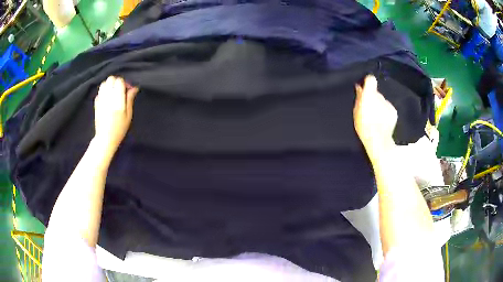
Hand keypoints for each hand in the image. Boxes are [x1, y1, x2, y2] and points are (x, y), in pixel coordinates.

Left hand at [94, 76, 137, 153]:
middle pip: (111, 79)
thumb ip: (130, 99)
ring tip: (113, 93)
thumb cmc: (119, 129)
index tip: (128, 91)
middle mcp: (107, 96)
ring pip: (104, 83)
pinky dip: (104, 92)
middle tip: (120, 91)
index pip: (119, 81)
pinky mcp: (96, 103)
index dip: (125, 83)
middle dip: (116, 82)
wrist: (105, 138)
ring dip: (109, 85)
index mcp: (117, 99)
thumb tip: (134, 88)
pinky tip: (107, 99)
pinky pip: (100, 91)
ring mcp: (100, 99)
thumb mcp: (128, 115)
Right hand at [353, 75, 396, 160]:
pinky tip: (383, 120)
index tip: (365, 87)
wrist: (378, 140)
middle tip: (369, 108)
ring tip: (376, 116)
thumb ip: (359, 98)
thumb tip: (359, 87)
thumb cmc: (364, 126)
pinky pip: (388, 108)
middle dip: (373, 97)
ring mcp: (388, 104)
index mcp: (369, 95)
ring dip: (380, 105)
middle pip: (376, 93)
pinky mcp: (394, 112)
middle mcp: (380, 96)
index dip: (368, 82)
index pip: (371, 79)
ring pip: (383, 101)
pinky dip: (386, 112)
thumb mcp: (357, 111)